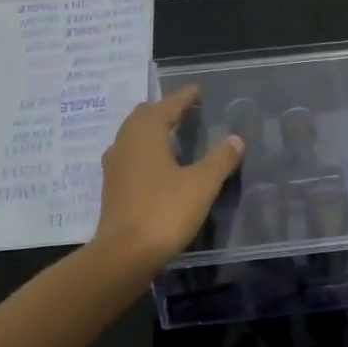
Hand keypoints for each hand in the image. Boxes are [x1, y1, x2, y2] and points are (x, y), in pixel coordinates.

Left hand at [93, 86, 244, 271]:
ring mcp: (114, 167)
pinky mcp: (112, 189)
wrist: (125, 255)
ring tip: (173, 137)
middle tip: (185, 112)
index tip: (197, 91)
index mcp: (145, 134)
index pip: (166, 105)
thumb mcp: (201, 184)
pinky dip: (145, 153)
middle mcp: (125, 143)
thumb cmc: (165, 211)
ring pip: (133, 137)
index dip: (183, 97)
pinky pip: (130, 158)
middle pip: (143, 117)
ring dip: (152, 132)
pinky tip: (159, 167)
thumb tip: (235, 139)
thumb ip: (220, 159)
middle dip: (164, 111)